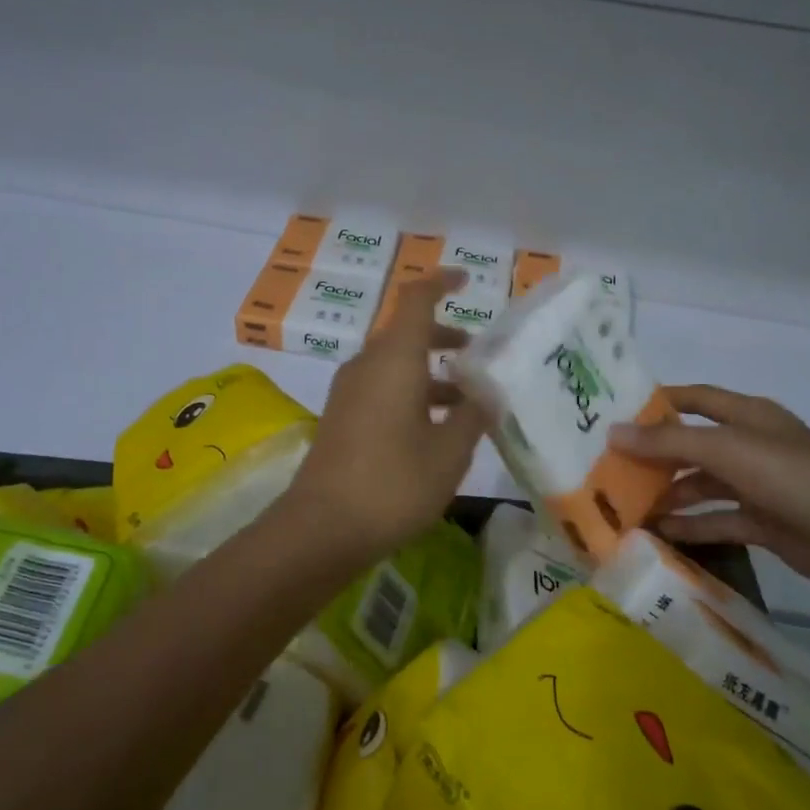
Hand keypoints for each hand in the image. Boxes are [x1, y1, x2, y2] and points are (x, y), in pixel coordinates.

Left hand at [280, 271, 484, 565]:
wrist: (322, 528)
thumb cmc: (393, 482)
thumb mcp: (449, 451)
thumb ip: (472, 415)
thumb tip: (486, 393)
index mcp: (394, 359)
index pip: (415, 299)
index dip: (440, 282)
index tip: (465, 280)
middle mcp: (367, 366)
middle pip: (406, 333)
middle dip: (444, 338)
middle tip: (477, 355)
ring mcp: (349, 392)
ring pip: (394, 364)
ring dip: (429, 371)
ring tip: (466, 400)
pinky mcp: (342, 418)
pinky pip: (381, 388)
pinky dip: (411, 392)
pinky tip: (434, 428)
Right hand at [610, 385, 809, 594]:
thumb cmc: (792, 477)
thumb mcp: (727, 450)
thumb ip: (669, 442)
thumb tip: (613, 433)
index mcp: (747, 415)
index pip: (695, 398)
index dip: (659, 402)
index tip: (617, 412)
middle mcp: (750, 445)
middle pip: (693, 444)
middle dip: (655, 454)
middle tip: (610, 464)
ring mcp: (757, 485)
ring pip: (702, 484)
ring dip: (669, 492)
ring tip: (626, 504)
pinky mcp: (762, 521)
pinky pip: (717, 518)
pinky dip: (690, 524)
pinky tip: (659, 532)